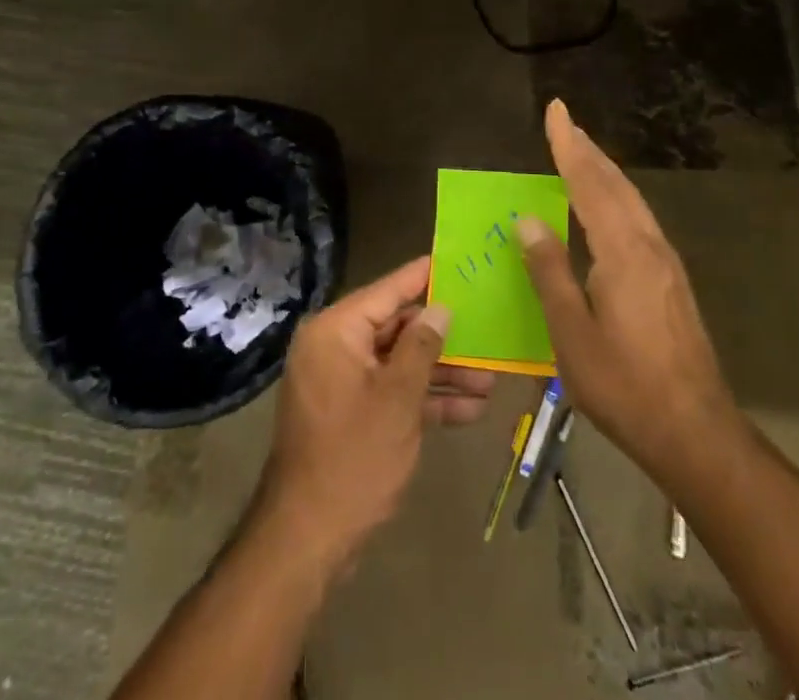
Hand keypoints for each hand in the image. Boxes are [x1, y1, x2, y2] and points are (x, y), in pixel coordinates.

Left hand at [257, 257, 491, 574]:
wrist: (308, 537)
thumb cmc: (354, 456)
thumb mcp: (398, 398)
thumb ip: (421, 347)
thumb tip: (440, 309)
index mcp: (336, 331)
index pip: (387, 291)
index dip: (422, 277)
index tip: (454, 260)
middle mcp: (335, 347)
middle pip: (396, 328)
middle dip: (443, 338)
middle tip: (487, 330)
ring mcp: (342, 382)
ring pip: (399, 364)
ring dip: (441, 373)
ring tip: (491, 380)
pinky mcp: (351, 413)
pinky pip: (391, 392)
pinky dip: (424, 400)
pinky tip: (470, 410)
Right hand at [516, 100, 741, 486]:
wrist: (697, 433)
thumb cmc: (625, 386)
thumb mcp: (572, 333)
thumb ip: (549, 272)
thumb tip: (528, 220)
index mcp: (623, 253)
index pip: (589, 184)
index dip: (568, 145)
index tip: (555, 110)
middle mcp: (648, 246)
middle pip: (615, 184)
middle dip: (587, 150)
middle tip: (563, 122)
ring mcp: (666, 263)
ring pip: (631, 200)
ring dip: (603, 171)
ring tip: (579, 152)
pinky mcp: (672, 281)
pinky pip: (638, 219)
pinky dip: (615, 196)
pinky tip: (605, 208)